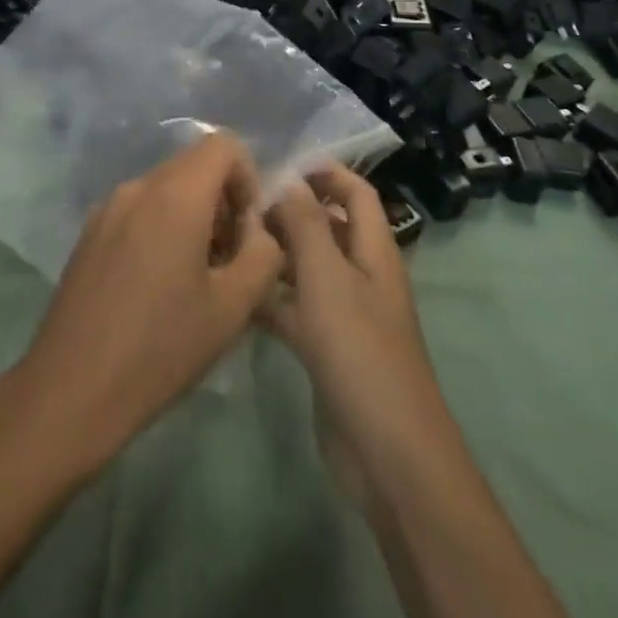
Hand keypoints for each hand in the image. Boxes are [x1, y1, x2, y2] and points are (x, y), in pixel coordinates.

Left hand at [6, 132, 285, 477]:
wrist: (70, 391)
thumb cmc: (160, 348)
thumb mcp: (233, 307)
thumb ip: (263, 254)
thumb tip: (260, 230)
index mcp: (175, 194)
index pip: (224, 145)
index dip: (248, 178)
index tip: (247, 231)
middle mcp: (139, 186)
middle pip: (195, 164)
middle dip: (223, 200)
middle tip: (227, 259)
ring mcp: (108, 207)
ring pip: (166, 188)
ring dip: (193, 215)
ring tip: (195, 278)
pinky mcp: (89, 232)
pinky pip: (139, 209)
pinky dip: (161, 226)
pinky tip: (157, 286)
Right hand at [262, 165, 450, 463]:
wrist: (386, 452)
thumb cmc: (359, 349)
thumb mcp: (327, 277)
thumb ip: (306, 223)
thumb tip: (288, 180)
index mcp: (374, 251)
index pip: (357, 193)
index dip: (327, 173)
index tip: (283, 165)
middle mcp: (363, 276)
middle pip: (329, 228)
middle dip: (292, 212)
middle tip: (244, 205)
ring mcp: (347, 315)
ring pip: (309, 270)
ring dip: (278, 255)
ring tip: (232, 242)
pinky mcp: (328, 350)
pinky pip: (297, 311)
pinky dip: (272, 299)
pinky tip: (237, 294)